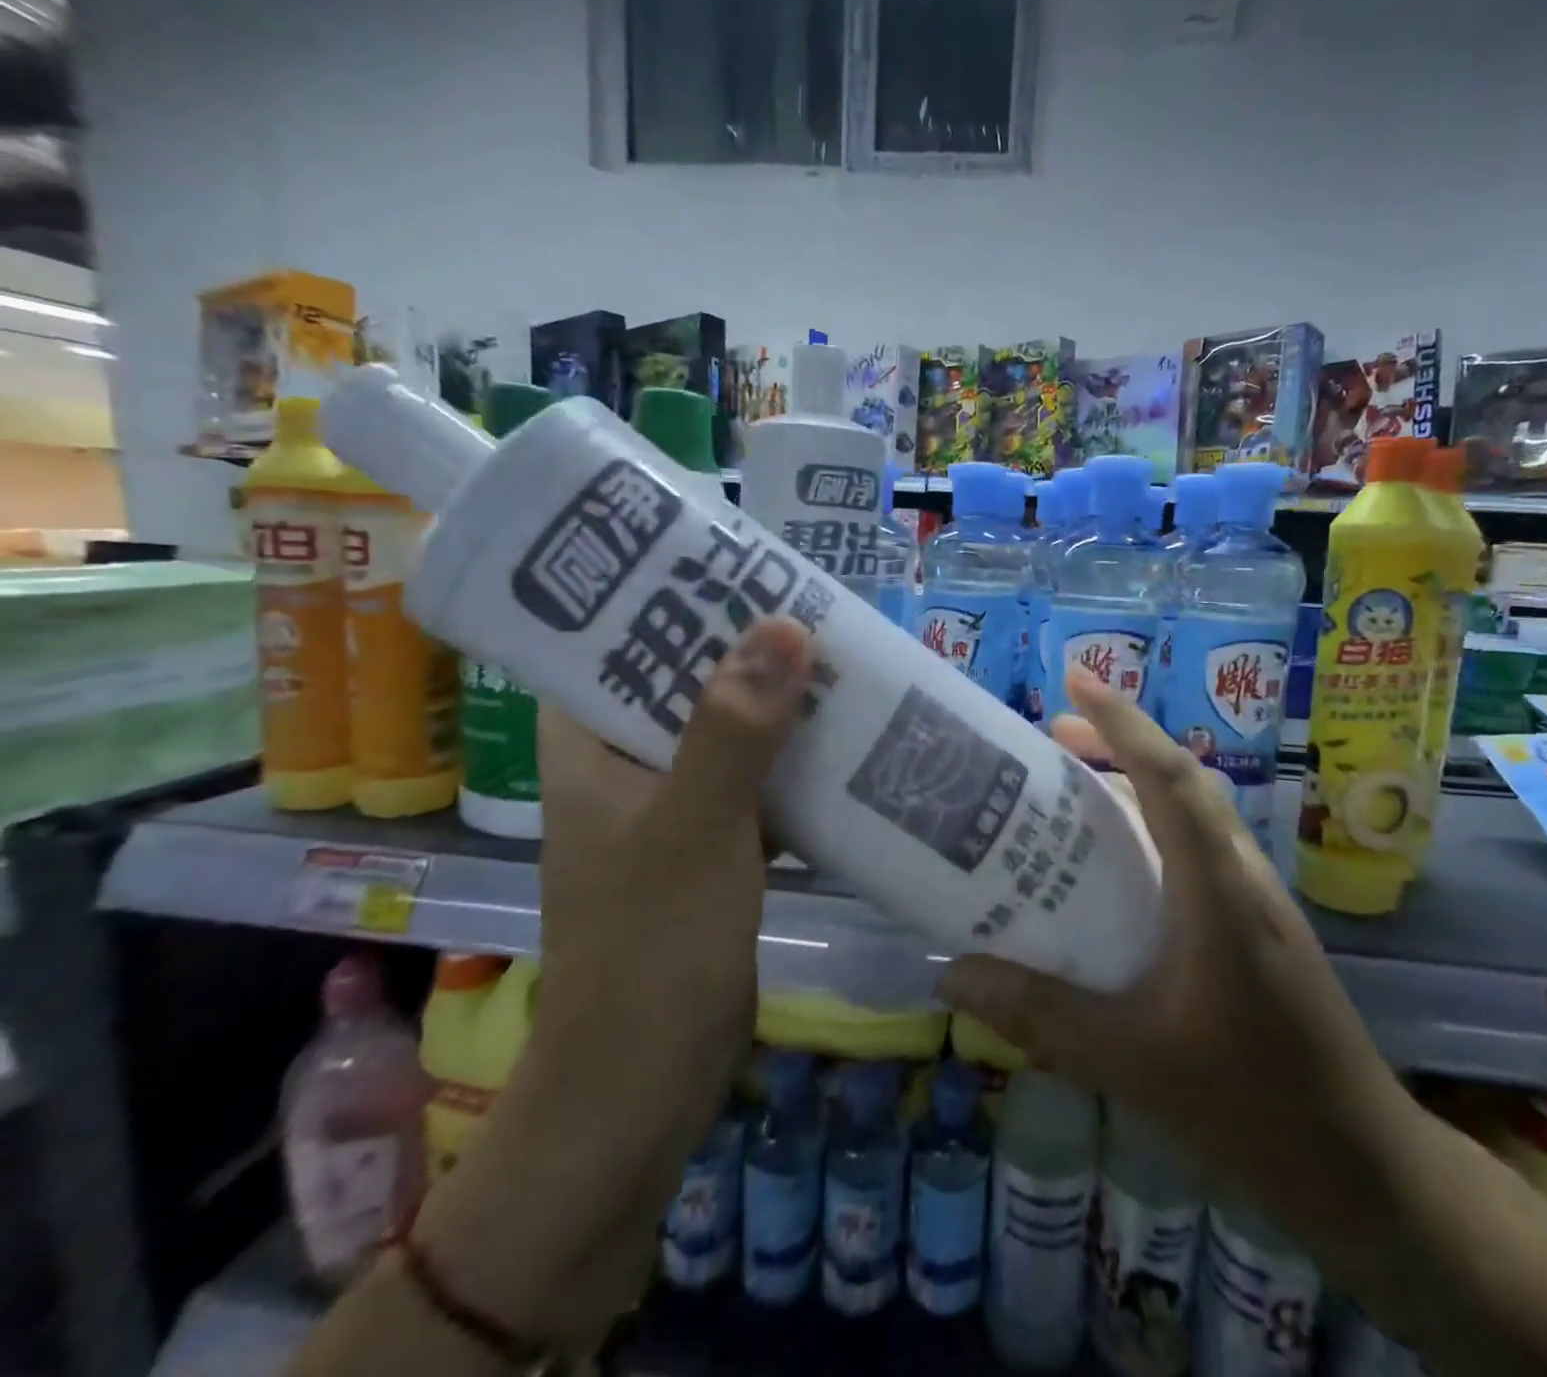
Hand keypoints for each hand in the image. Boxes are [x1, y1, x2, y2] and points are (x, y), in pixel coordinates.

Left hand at [534, 614, 811, 1075]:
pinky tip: (850, 747)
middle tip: (815, 611)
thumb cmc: (651, 948)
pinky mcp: (713, 850)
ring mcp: (671, 811)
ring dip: (780, 710)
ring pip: (729, 737)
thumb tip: (786, 625)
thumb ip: (734, 729)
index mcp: (588, 747)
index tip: (737, 567)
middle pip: (686, 686)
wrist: (643, 1086)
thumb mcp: (694, 826)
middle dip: (748, 653)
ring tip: (844, 664)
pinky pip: (757, 787)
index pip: (614, 645)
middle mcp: (624, 768)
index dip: (669, 601)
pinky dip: (795, 768)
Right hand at [938, 667, 1423, 1253]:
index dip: (1123, 721)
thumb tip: (953, 975)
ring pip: (1194, 815)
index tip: (1074, 678)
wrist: (1364, 1169)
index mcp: (1220, 891)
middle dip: (1120, 742)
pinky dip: (1153, 830)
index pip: (1172, 778)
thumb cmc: (1252, 1107)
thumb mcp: (1130, 1062)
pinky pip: (1198, 851)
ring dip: (1138, 784)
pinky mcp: (1258, 927)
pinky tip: (1117, 868)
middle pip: (1183, 782)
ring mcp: (1257, 901)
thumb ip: (1040, 1016)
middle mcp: (1243, 877)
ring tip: (1074, 785)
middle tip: (1052, 733)